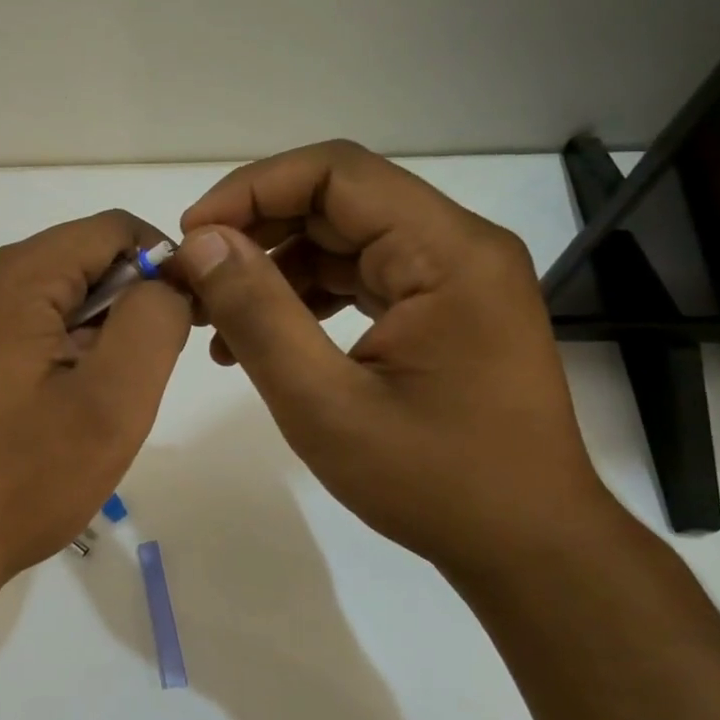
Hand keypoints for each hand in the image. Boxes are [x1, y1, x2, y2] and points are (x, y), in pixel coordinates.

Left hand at [0, 210, 190, 597]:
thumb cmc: (19, 481)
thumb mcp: (110, 403)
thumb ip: (152, 323)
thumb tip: (165, 279)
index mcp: (10, 278)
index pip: (111, 229)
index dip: (162, 264)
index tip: (183, 322)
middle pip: (76, 260)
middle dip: (122, 306)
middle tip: (133, 381)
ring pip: (46, 296)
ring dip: (87, 334)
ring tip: (90, 404)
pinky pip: (13, 326)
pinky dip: (50, 351)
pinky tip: (49, 411)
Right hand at [172, 141, 613, 581]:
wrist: (526, 547)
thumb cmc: (432, 481)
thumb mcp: (324, 403)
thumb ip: (258, 315)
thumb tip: (202, 243)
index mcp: (446, 252)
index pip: (336, 173)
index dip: (252, 190)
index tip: (193, 237)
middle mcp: (458, 247)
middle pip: (339, 202)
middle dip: (256, 233)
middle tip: (195, 279)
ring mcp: (454, 279)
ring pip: (344, 241)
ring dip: (275, 270)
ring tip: (217, 321)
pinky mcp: (444, 311)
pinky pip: (361, 279)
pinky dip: (306, 299)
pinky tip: (262, 343)